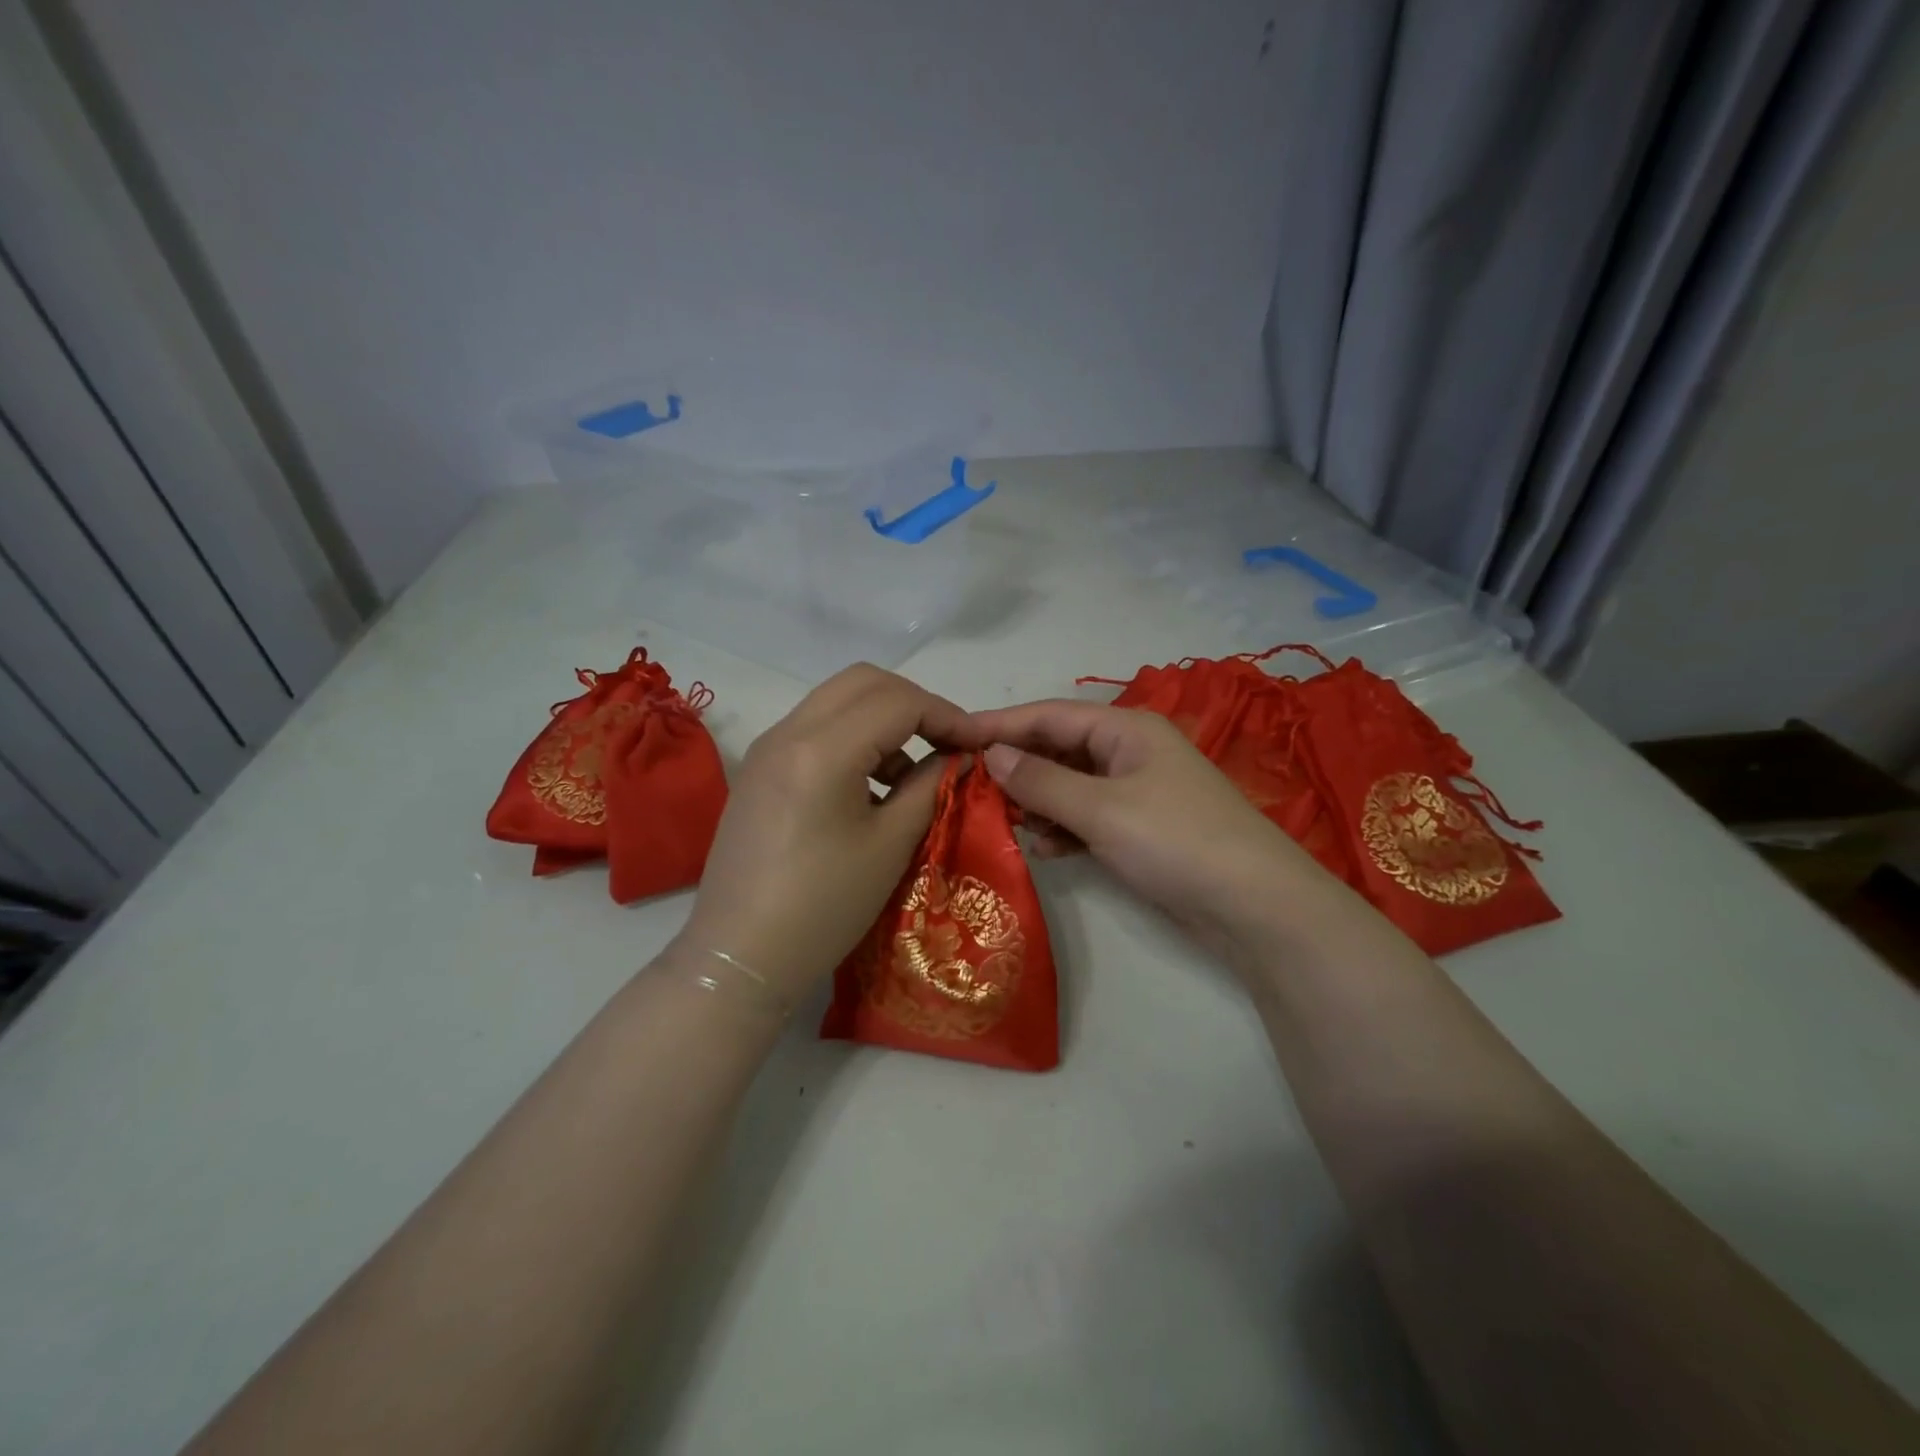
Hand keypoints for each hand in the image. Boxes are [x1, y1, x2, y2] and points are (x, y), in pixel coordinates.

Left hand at [679, 665, 985, 1003]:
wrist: (740, 956)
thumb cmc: (823, 906)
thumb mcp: (890, 845)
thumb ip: (929, 787)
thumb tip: (956, 758)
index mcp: (822, 749)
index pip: (897, 701)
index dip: (946, 715)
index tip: (977, 745)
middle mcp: (788, 732)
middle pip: (863, 682)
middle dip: (914, 703)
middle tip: (946, 743)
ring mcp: (767, 749)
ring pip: (836, 700)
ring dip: (882, 719)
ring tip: (910, 774)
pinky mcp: (759, 770)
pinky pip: (814, 728)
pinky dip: (852, 738)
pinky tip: (870, 787)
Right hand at [970, 700, 1331, 954]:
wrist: (1255, 907)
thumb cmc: (1177, 841)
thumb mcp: (1103, 808)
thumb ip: (1042, 781)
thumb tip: (992, 754)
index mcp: (1126, 729)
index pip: (1049, 716)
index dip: (1000, 725)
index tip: (953, 738)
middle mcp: (1129, 752)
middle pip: (1058, 749)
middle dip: (1016, 767)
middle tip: (967, 787)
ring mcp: (1136, 792)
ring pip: (1069, 786)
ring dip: (1036, 802)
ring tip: (999, 821)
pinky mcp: (1140, 829)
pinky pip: (1086, 818)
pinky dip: (1062, 829)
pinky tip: (1041, 848)